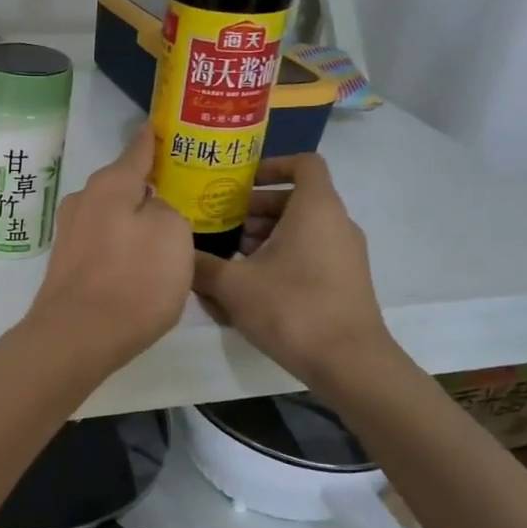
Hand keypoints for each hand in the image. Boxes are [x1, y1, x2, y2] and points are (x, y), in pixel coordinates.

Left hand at [25, 125, 193, 372]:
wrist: (77, 337)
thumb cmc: (133, 281)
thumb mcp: (174, 234)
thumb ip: (168, 210)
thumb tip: (151, 210)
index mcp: (110, 184)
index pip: (139, 148)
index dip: (157, 138)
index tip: (169, 126)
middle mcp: (84, 199)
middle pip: (125, 183)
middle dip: (151, 184)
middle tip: (185, 189)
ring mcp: (71, 231)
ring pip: (114, 213)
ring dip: (137, 217)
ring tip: (169, 227)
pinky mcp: (68, 262)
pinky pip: (105, 239)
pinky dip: (124, 242)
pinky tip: (141, 259)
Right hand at [191, 153, 393, 384]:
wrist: (349, 363)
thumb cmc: (292, 308)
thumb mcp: (233, 285)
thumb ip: (201, 264)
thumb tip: (177, 251)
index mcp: (316, 208)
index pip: (303, 163)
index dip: (271, 165)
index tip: (240, 183)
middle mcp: (336, 223)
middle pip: (294, 199)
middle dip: (255, 209)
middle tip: (221, 225)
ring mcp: (344, 253)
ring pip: (300, 229)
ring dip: (265, 236)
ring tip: (230, 258)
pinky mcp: (344, 280)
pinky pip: (309, 253)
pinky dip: (281, 257)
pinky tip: (251, 285)